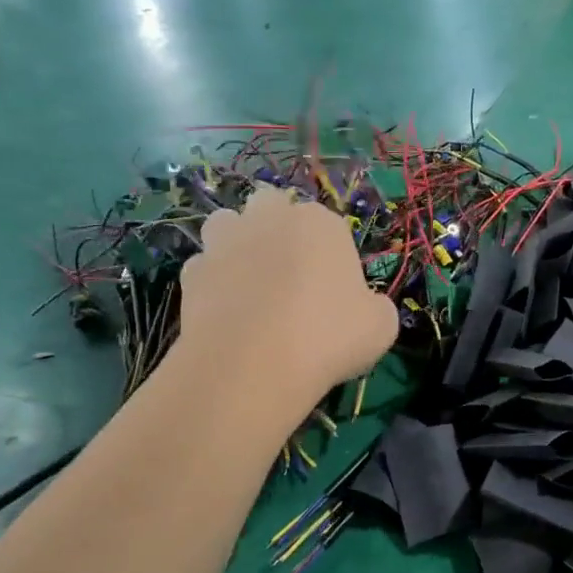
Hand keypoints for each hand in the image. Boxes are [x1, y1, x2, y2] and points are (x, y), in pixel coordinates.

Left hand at [176, 189, 397, 410]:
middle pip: (270, 206)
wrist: (253, 366)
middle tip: (289, 273)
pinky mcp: (191, 273)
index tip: (333, 286)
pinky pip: (204, 267)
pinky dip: (213, 282)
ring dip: (237, 243)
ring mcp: (224, 243)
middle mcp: (270, 219)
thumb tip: (365, 307)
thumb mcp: (381, 326)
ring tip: (251, 284)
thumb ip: (375, 306)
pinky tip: (226, 312)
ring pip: (228, 224)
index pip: (326, 222)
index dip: (328, 252)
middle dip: (276, 227)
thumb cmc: (329, 337)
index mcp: (320, 223)